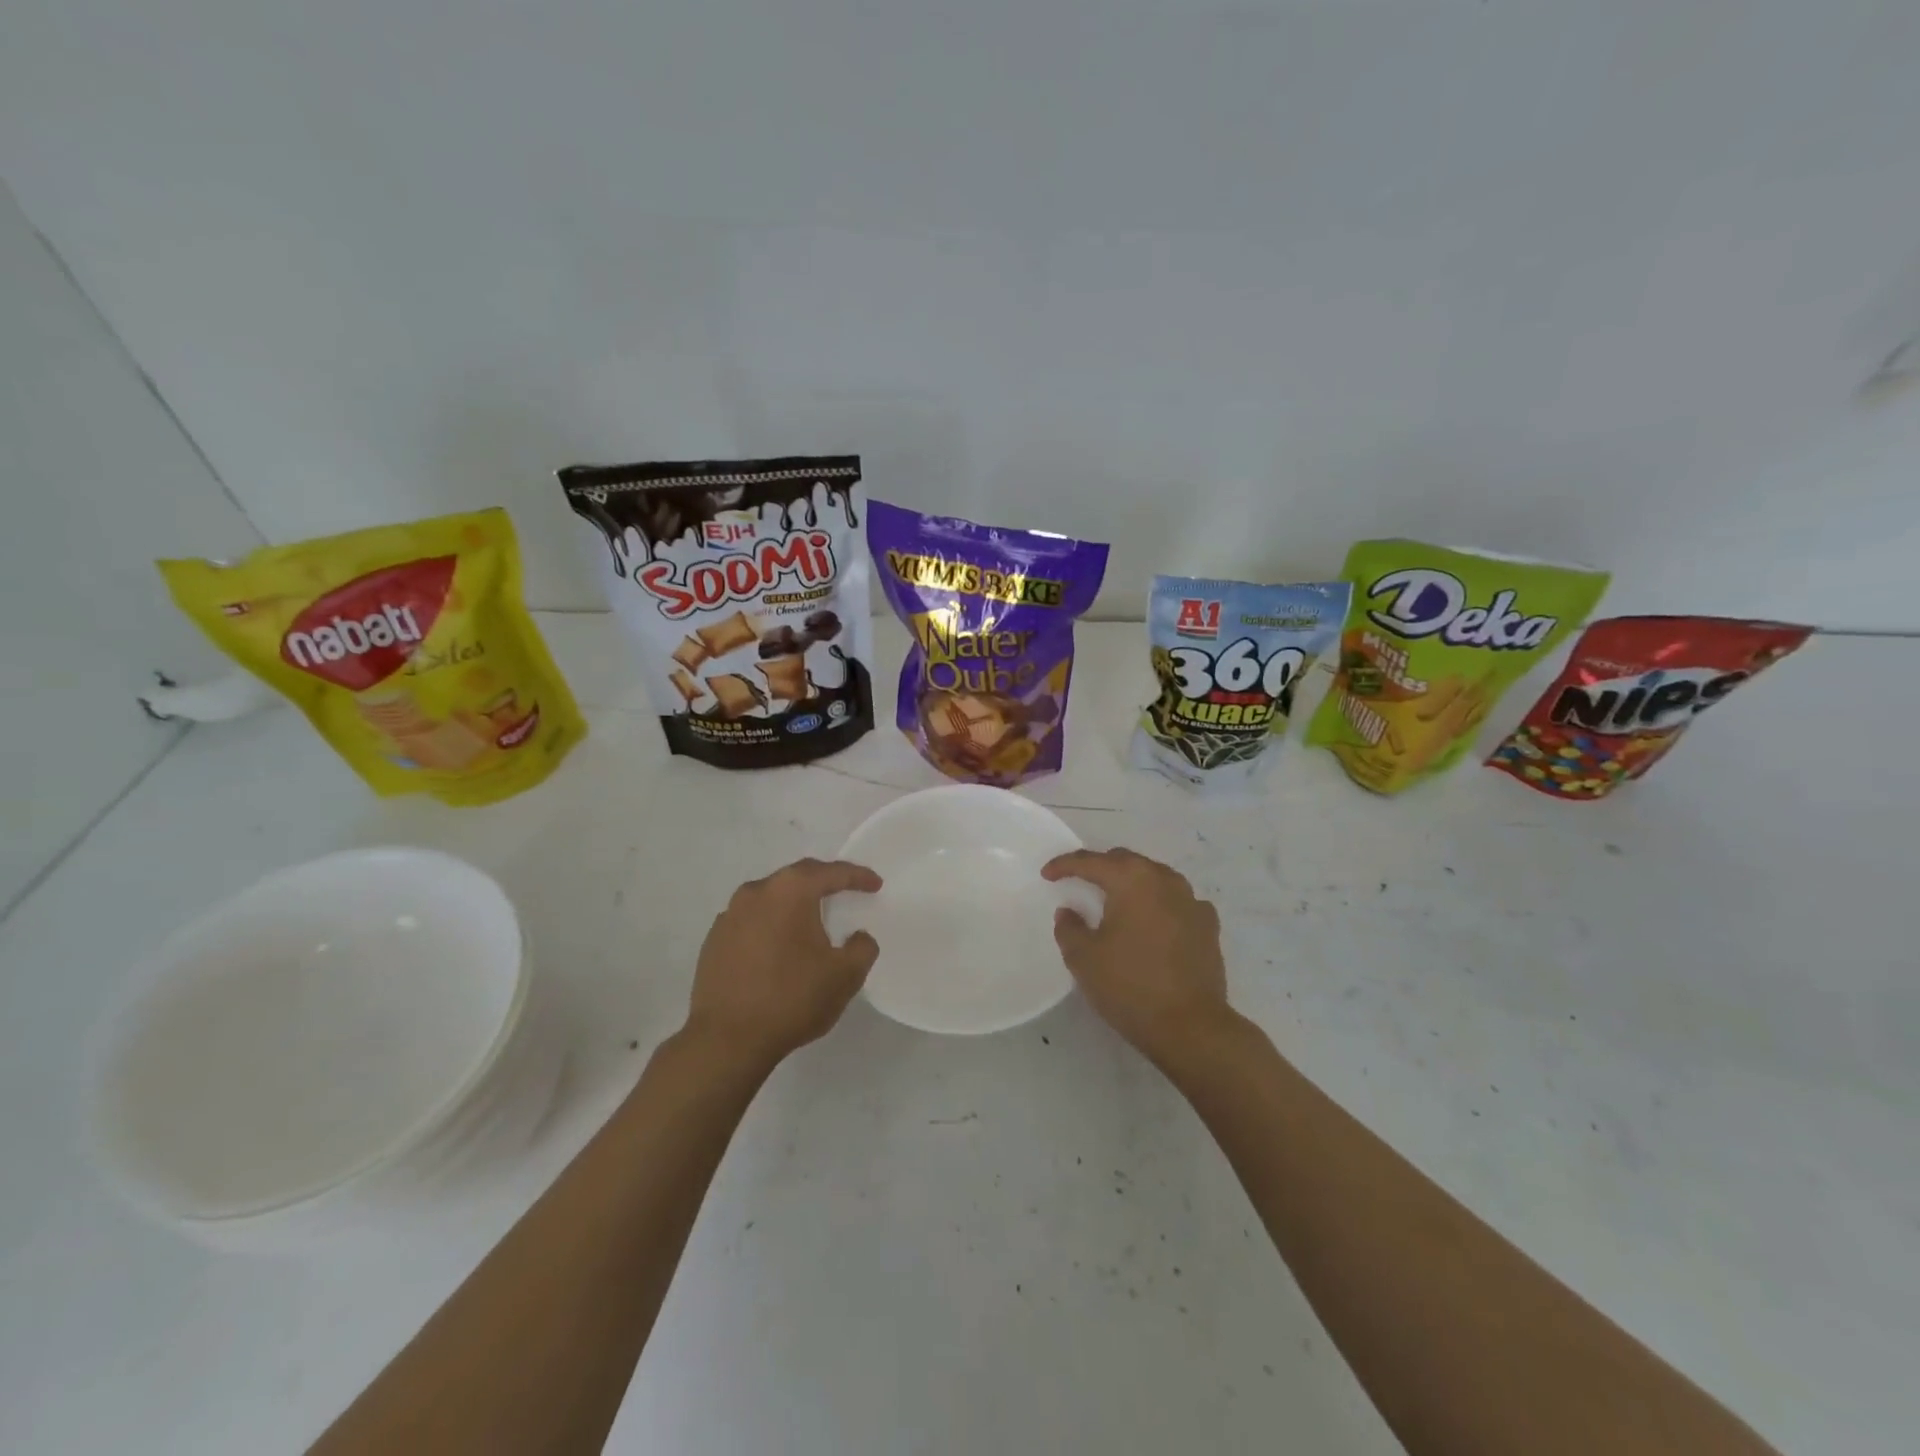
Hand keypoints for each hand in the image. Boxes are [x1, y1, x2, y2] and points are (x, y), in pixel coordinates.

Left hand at [686, 858, 881, 1067]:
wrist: (726, 1041)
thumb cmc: (791, 999)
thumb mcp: (845, 976)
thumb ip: (862, 948)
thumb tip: (857, 937)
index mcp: (790, 891)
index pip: (830, 873)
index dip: (857, 877)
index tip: (875, 885)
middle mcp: (756, 893)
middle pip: (797, 878)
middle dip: (823, 883)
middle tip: (845, 892)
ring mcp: (729, 916)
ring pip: (770, 899)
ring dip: (793, 905)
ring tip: (810, 921)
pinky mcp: (713, 941)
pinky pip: (750, 922)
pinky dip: (770, 926)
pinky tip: (778, 948)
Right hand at [1042, 848, 1232, 1065]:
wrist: (1190, 1027)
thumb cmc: (1130, 986)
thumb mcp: (1083, 958)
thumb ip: (1069, 928)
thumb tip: (1070, 912)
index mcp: (1131, 880)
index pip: (1091, 862)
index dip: (1065, 865)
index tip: (1047, 875)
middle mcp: (1164, 880)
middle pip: (1126, 862)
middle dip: (1100, 867)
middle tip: (1079, 881)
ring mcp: (1192, 901)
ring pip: (1154, 877)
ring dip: (1131, 882)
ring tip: (1115, 899)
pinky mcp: (1208, 925)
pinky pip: (1177, 901)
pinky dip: (1159, 903)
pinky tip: (1152, 921)